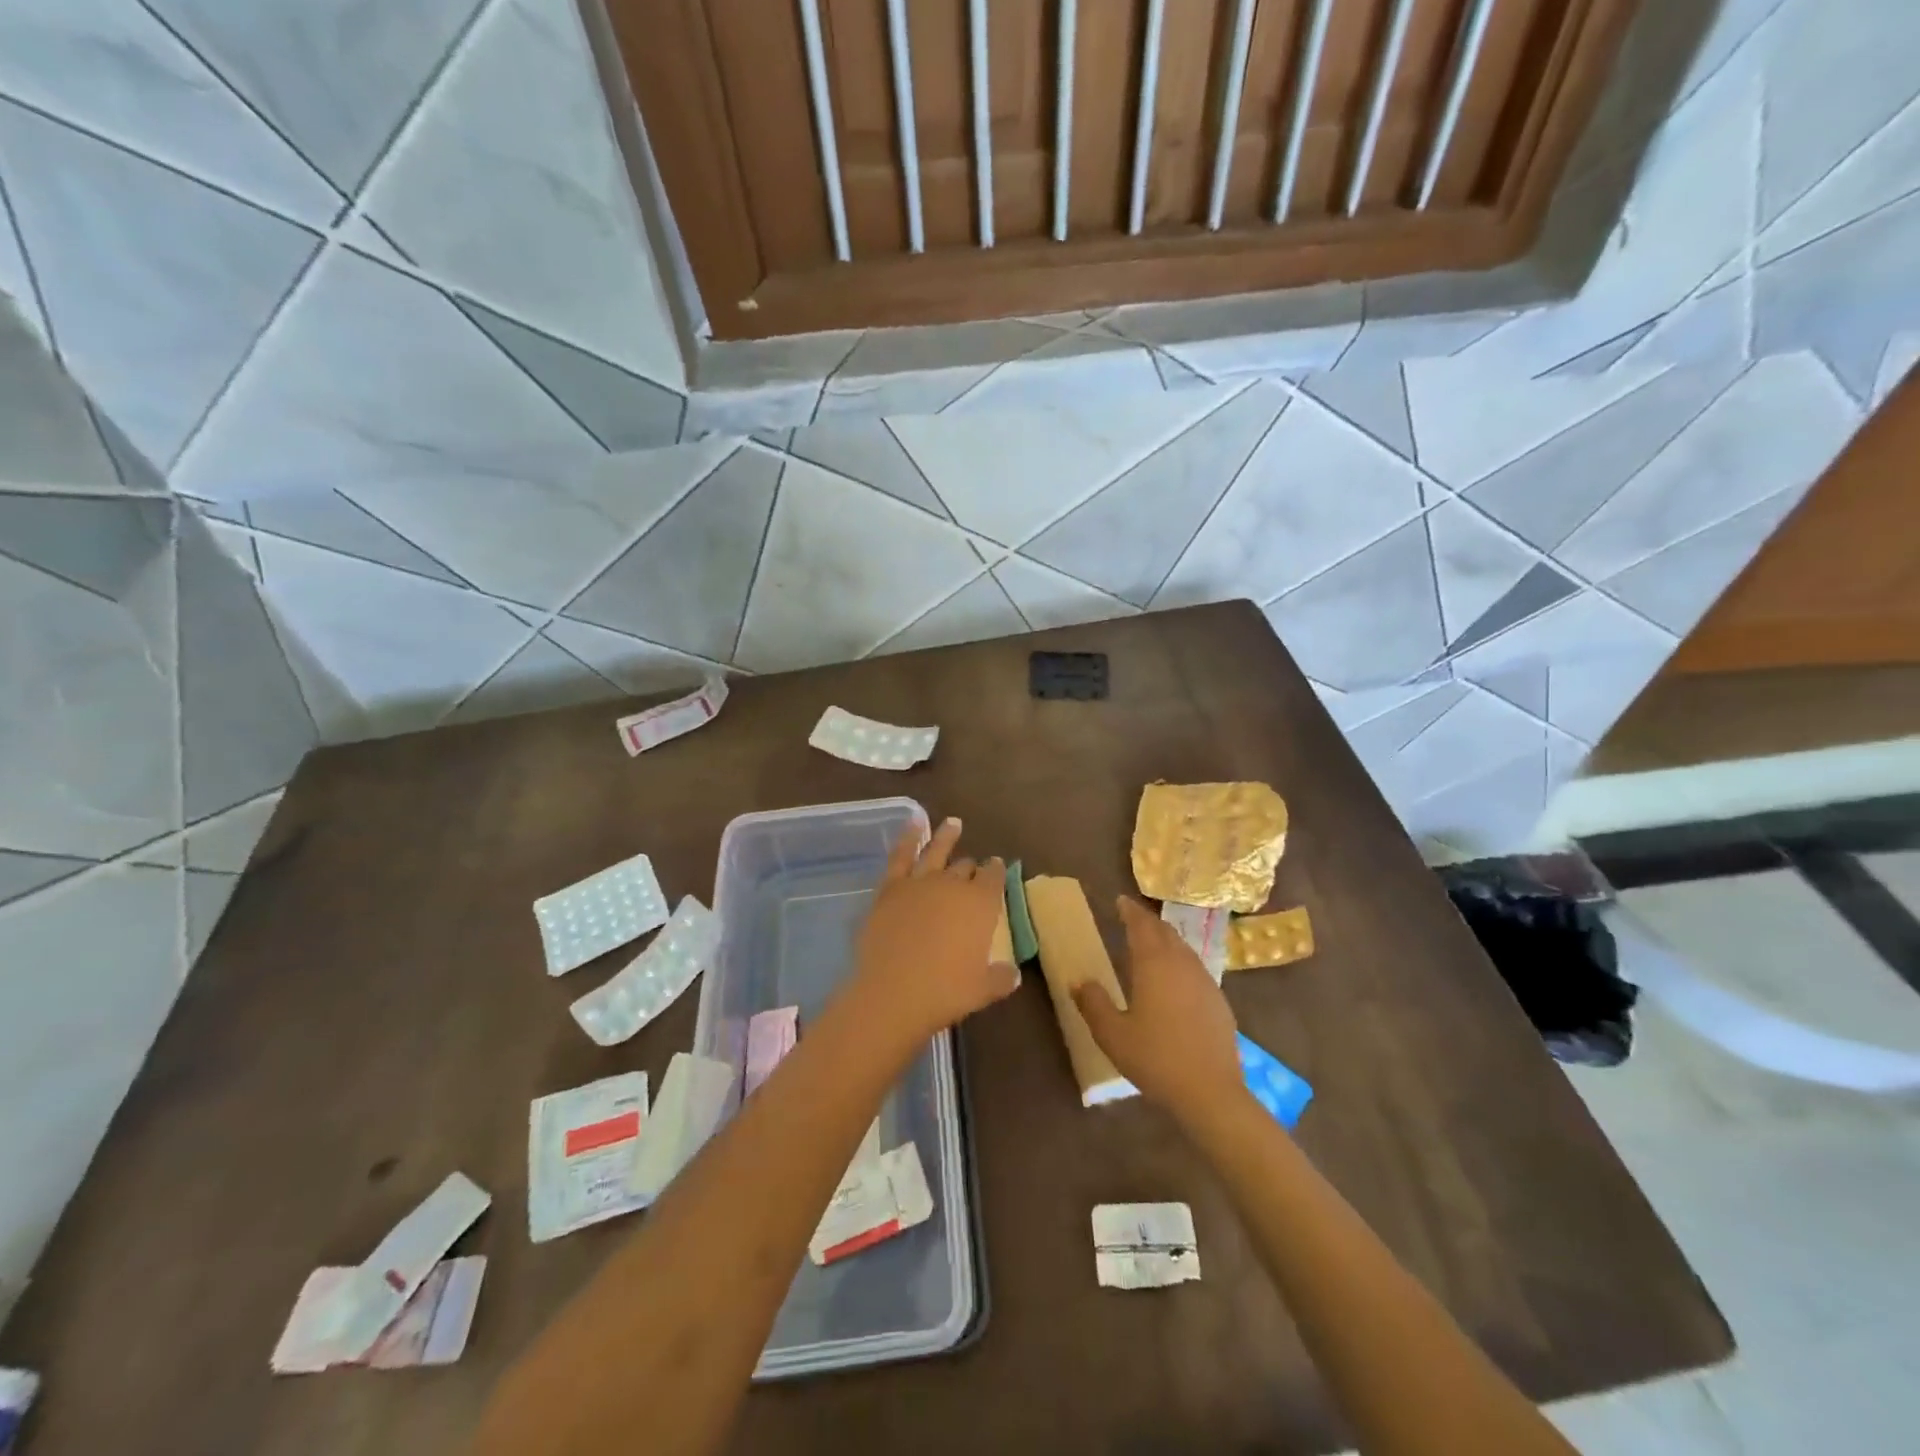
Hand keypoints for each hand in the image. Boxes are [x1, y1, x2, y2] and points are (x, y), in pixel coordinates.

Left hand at [847, 818, 1019, 1049]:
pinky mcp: (891, 887)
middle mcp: (954, 885)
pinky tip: (915, 821)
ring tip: (953, 823)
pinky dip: (909, 835)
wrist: (893, 992)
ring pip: (937, 850)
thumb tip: (1013, 973)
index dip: (997, 871)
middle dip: (971, 866)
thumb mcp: (982, 990)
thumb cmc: (945, 993)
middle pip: (966, 868)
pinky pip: (902, 854)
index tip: (997, 867)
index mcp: (982, 905)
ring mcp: (920, 882)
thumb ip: (1000, 977)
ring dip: (947, 836)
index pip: (995, 878)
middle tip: (972, 867)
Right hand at [1074, 897, 1244, 1122]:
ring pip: (1183, 949)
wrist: (1210, 1092)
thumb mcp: (1112, 1034)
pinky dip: (1181, 962)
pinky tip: (1176, 980)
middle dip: (1148, 922)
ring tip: (1152, 944)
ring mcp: (1205, 981)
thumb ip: (1093, 1003)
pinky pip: (1196, 969)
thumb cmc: (1155, 1059)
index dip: (1130, 911)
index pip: (1141, 925)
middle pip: (1165, 932)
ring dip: (1166, 940)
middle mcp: (1181, 964)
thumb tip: (1078, 981)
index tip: (1120, 901)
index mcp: (1154, 964)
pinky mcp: (1219, 1002)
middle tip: (1132, 918)